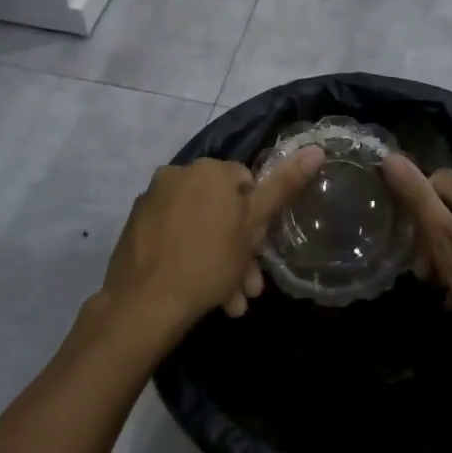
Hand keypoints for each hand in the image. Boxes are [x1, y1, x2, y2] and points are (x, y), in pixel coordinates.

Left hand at [88, 148, 325, 359]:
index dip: (257, 218)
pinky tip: (202, 292)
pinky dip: (190, 258)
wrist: (145, 303)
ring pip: (198, 227)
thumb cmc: (209, 261)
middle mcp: (176, 175)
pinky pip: (173, 238)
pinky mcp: (135, 227)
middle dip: (239, 248)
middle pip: (220, 209)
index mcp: (207, 169)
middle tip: (248, 284)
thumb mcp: (253, 226)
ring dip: (219, 261)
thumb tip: (316, 149)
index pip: (246, 183)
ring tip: (229, 300)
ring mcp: (151, 201)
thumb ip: (284, 186)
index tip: (260, 250)